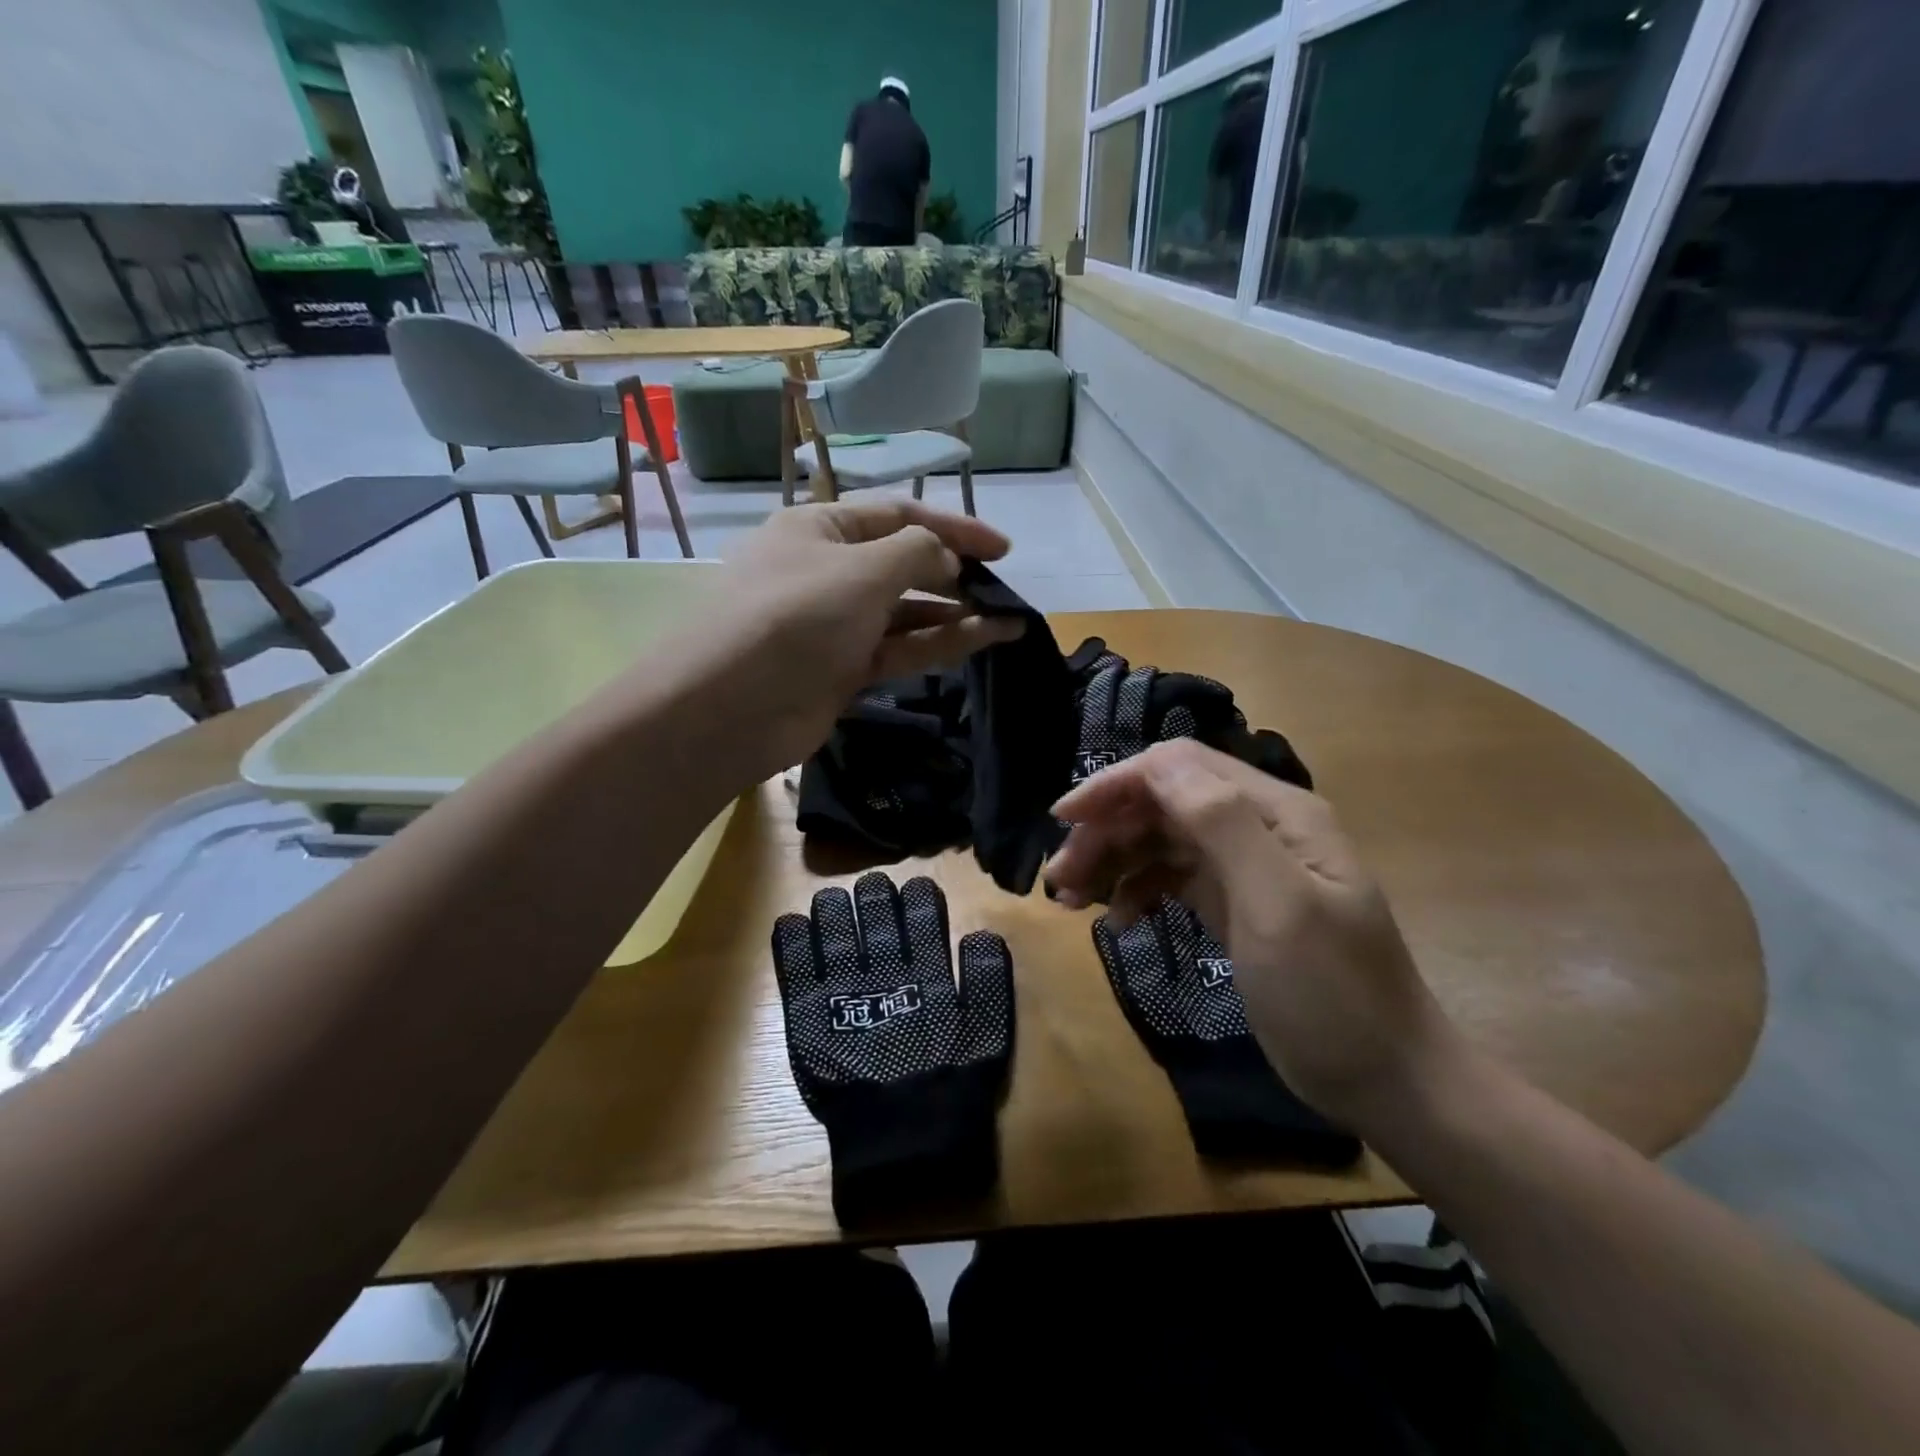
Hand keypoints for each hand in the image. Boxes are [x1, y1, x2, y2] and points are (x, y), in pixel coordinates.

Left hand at [697, 500, 1023, 772]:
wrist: (730, 707)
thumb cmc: (795, 617)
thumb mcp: (862, 570)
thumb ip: (917, 552)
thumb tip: (948, 558)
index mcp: (821, 528)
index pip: (898, 515)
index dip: (954, 527)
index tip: (1003, 549)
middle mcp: (829, 571)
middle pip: (903, 564)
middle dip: (955, 573)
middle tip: (1003, 588)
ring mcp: (836, 624)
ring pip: (907, 612)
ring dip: (956, 613)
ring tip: (1010, 619)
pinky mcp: (844, 670)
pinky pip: (900, 649)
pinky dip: (940, 643)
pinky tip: (985, 640)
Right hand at [1045, 739, 1462, 1130]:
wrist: (1388, 1082)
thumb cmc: (1333, 994)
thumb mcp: (1278, 904)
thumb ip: (1221, 823)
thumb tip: (1156, 763)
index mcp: (1275, 811)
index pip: (1179, 768)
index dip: (1116, 784)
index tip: (1065, 822)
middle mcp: (1258, 826)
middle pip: (1163, 803)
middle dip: (1106, 830)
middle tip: (1061, 879)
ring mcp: (1246, 867)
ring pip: (1161, 840)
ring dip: (1113, 860)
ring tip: (1072, 901)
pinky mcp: (1234, 904)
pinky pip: (1172, 878)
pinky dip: (1138, 890)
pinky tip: (1117, 920)